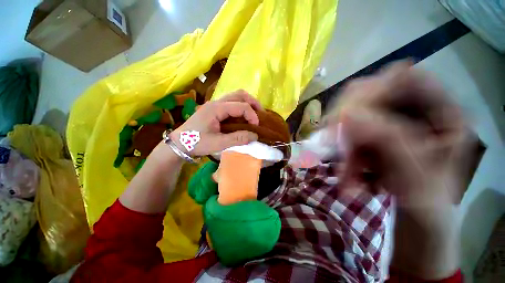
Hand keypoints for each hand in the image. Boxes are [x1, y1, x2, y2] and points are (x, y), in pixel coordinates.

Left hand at [170, 89, 261, 155]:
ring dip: (248, 103)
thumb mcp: (218, 143)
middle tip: (261, 114)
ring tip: (255, 114)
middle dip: (253, 103)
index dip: (252, 115)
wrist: (179, 143)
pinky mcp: (215, 109)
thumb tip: (255, 135)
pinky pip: (231, 103)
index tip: (257, 127)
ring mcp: (215, 105)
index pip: (241, 106)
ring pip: (235, 96)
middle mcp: (216, 102)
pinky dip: (241, 107)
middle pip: (239, 94)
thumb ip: (237, 139)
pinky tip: (244, 116)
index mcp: (216, 108)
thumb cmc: (197, 143)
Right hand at [326, 61, 468, 278]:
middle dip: (346, 121)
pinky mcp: (369, 134)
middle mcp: (412, 109)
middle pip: (368, 94)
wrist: (417, 219)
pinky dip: (341, 154)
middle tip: (334, 145)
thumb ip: (389, 140)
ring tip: (345, 174)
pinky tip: (347, 175)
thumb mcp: (418, 175)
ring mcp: (387, 121)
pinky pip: (345, 134)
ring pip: (350, 116)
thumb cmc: (429, 202)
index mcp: (441, 111)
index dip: (371, 91)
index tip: (345, 117)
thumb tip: (347, 115)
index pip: (402, 77)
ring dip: (341, 144)